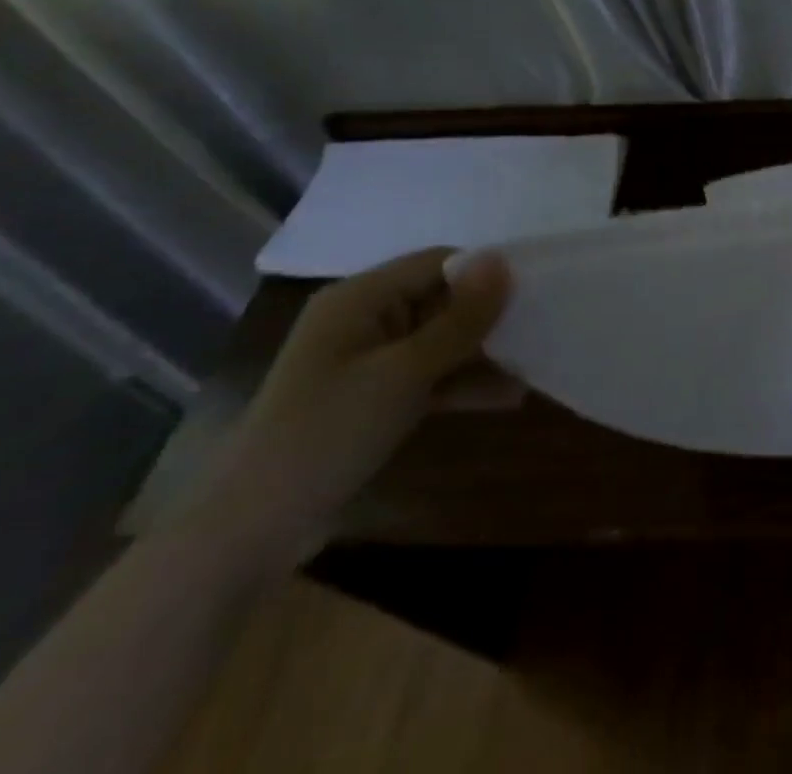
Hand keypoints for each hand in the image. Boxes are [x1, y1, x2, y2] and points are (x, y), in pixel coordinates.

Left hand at [181, 248, 518, 570]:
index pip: (439, 262)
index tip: (537, 291)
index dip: (486, 272)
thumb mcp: (404, 374)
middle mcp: (365, 319)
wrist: (247, 533)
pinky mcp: (372, 399)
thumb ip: (460, 319)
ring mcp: (368, 361)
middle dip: (490, 316)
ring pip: (440, 341)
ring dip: (483, 354)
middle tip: (543, 329)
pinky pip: (428, 376)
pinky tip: (508, 397)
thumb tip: (502, 259)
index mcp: (361, 298)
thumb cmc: (326, 434)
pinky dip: (462, 383)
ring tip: (534, 366)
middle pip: (442, 299)